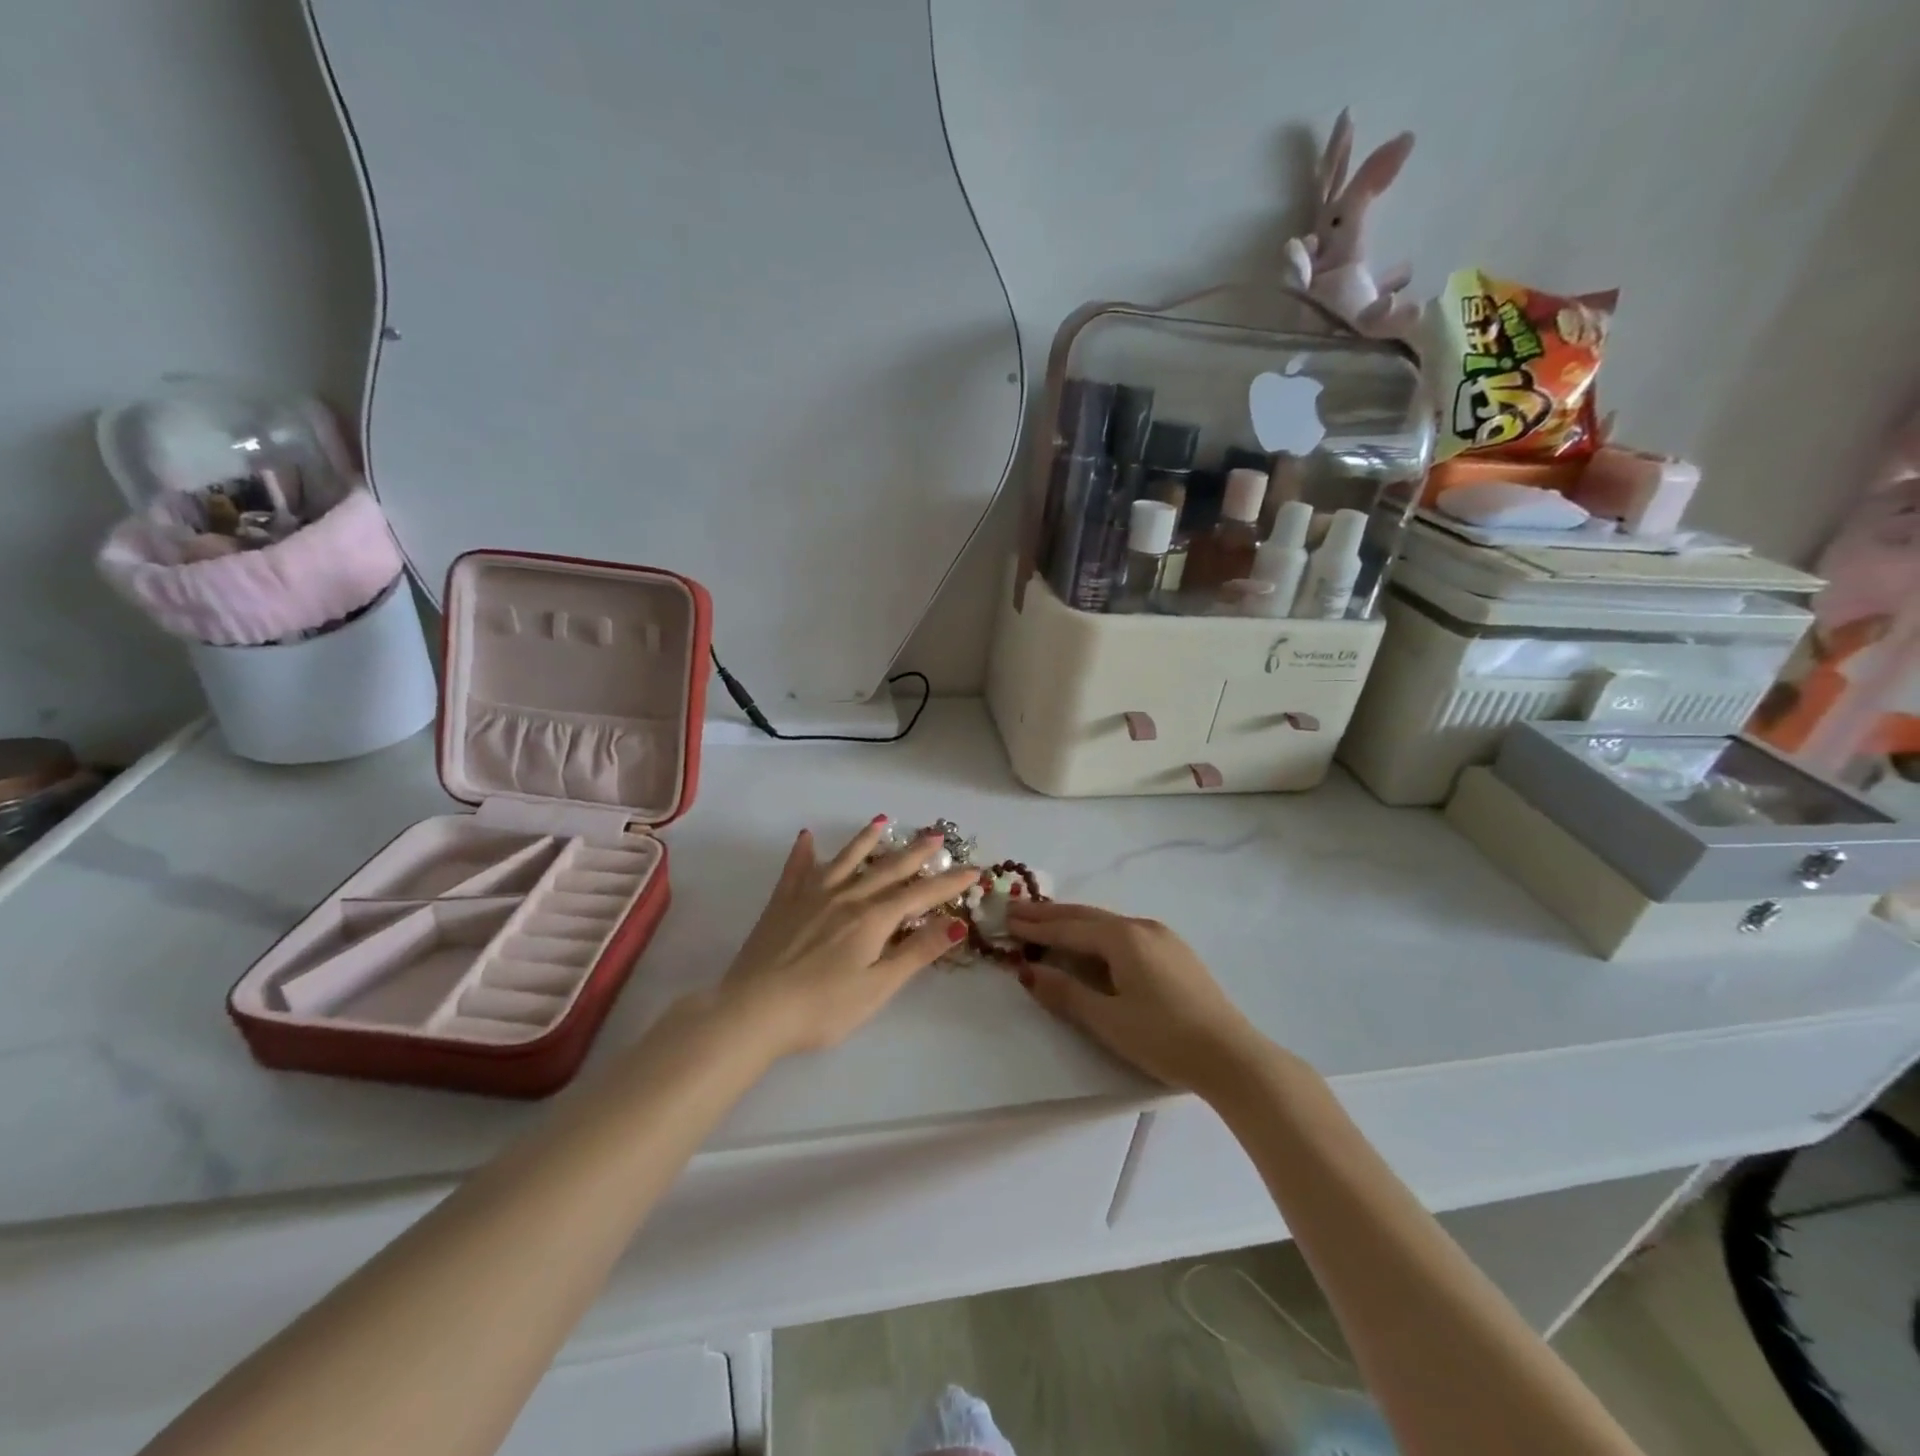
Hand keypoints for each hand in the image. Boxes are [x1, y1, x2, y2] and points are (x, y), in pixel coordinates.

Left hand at [715, 819, 979, 1057]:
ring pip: (845, 860)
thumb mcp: (878, 987)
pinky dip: (803, 852)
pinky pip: (796, 870)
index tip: (973, 869)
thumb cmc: (822, 1008)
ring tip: (882, 822)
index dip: (948, 883)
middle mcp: (845, 897)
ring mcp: (810, 896)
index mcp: (872, 919)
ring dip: (866, 840)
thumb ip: (916, 952)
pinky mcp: (782, 904)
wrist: (752, 1010)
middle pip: (887, 869)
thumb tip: (957, 922)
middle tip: (936, 834)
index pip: (919, 895)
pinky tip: (806, 837)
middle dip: (915, 852)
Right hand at [1004, 901, 1267, 1094]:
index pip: (1069, 928)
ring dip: (1074, 923)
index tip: (1006, 919)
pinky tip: (1092, 942)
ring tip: (1046, 922)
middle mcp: (1142, 927)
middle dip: (1050, 915)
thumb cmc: (1164, 1038)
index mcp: (1123, 938)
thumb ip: (1065, 993)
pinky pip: (1125, 933)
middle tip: (1017, 910)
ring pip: (1107, 923)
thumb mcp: (1108, 1019)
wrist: (1232, 1056)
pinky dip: (1097, 934)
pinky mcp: (1175, 953)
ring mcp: (1163, 937)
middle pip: (1086, 916)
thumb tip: (1027, 971)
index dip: (1036, 927)